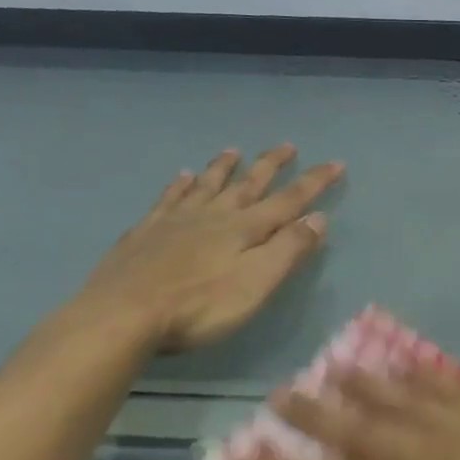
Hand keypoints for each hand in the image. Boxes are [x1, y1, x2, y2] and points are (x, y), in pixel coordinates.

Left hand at [79, 146, 342, 352]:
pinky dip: (179, 185)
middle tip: (287, 145)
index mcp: (245, 229)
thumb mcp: (257, 283)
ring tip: (233, 151)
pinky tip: (181, 177)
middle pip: (249, 184)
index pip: (289, 200)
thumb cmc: (199, 306)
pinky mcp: (146, 232)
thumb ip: (289, 249)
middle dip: (271, 165)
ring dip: (224, 168)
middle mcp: (214, 215)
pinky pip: (168, 199)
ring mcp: (177, 221)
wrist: (123, 314)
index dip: (314, 182)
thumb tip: (318, 217)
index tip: (336, 163)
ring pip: (207, 185)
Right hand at [241, 363, 459, 459]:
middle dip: (315, 416)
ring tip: (334, 370)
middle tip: (280, 395)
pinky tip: (414, 367)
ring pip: (405, 399)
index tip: (243, 456)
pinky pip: (453, 385)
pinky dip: (425, 375)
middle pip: (361, 430)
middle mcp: (434, 453)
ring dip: (366, 386)